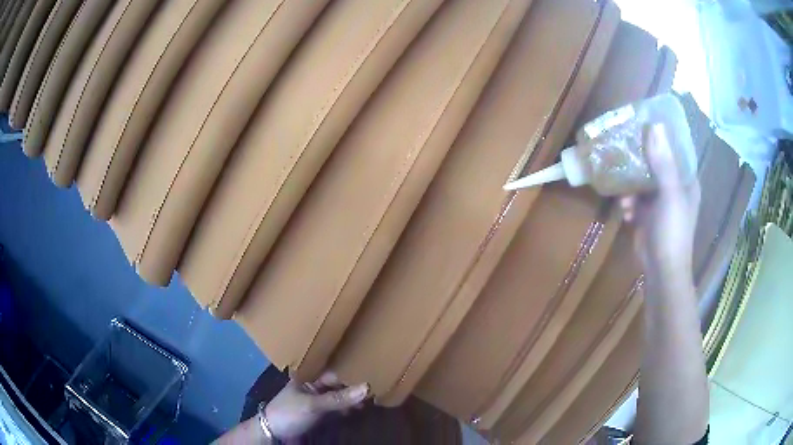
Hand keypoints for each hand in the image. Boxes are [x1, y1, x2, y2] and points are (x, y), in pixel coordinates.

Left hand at [265, 372, 368, 439]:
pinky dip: (346, 410)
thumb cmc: (289, 412)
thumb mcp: (313, 405)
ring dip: (351, 401)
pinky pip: (336, 410)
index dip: (350, 374)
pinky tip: (357, 412)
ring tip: (370, 402)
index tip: (372, 375)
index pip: (333, 373)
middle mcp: (313, 388)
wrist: (273, 433)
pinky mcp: (319, 415)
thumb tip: (367, 387)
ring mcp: (316, 402)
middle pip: (337, 386)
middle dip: (353, 389)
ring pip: (338, 398)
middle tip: (376, 390)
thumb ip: (339, 398)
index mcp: (308, 378)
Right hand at [620, 123, 699, 284]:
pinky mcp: (647, 214)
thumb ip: (663, 163)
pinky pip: (635, 198)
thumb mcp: (670, 195)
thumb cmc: (672, 232)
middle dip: (640, 157)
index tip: (642, 123)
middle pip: (655, 161)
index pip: (674, 149)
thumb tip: (655, 126)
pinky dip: (629, 202)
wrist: (661, 271)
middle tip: (623, 147)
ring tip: (625, 193)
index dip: (661, 135)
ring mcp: (659, 201)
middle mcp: (674, 187)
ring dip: (631, 184)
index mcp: (686, 180)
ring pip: (642, 179)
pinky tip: (625, 211)